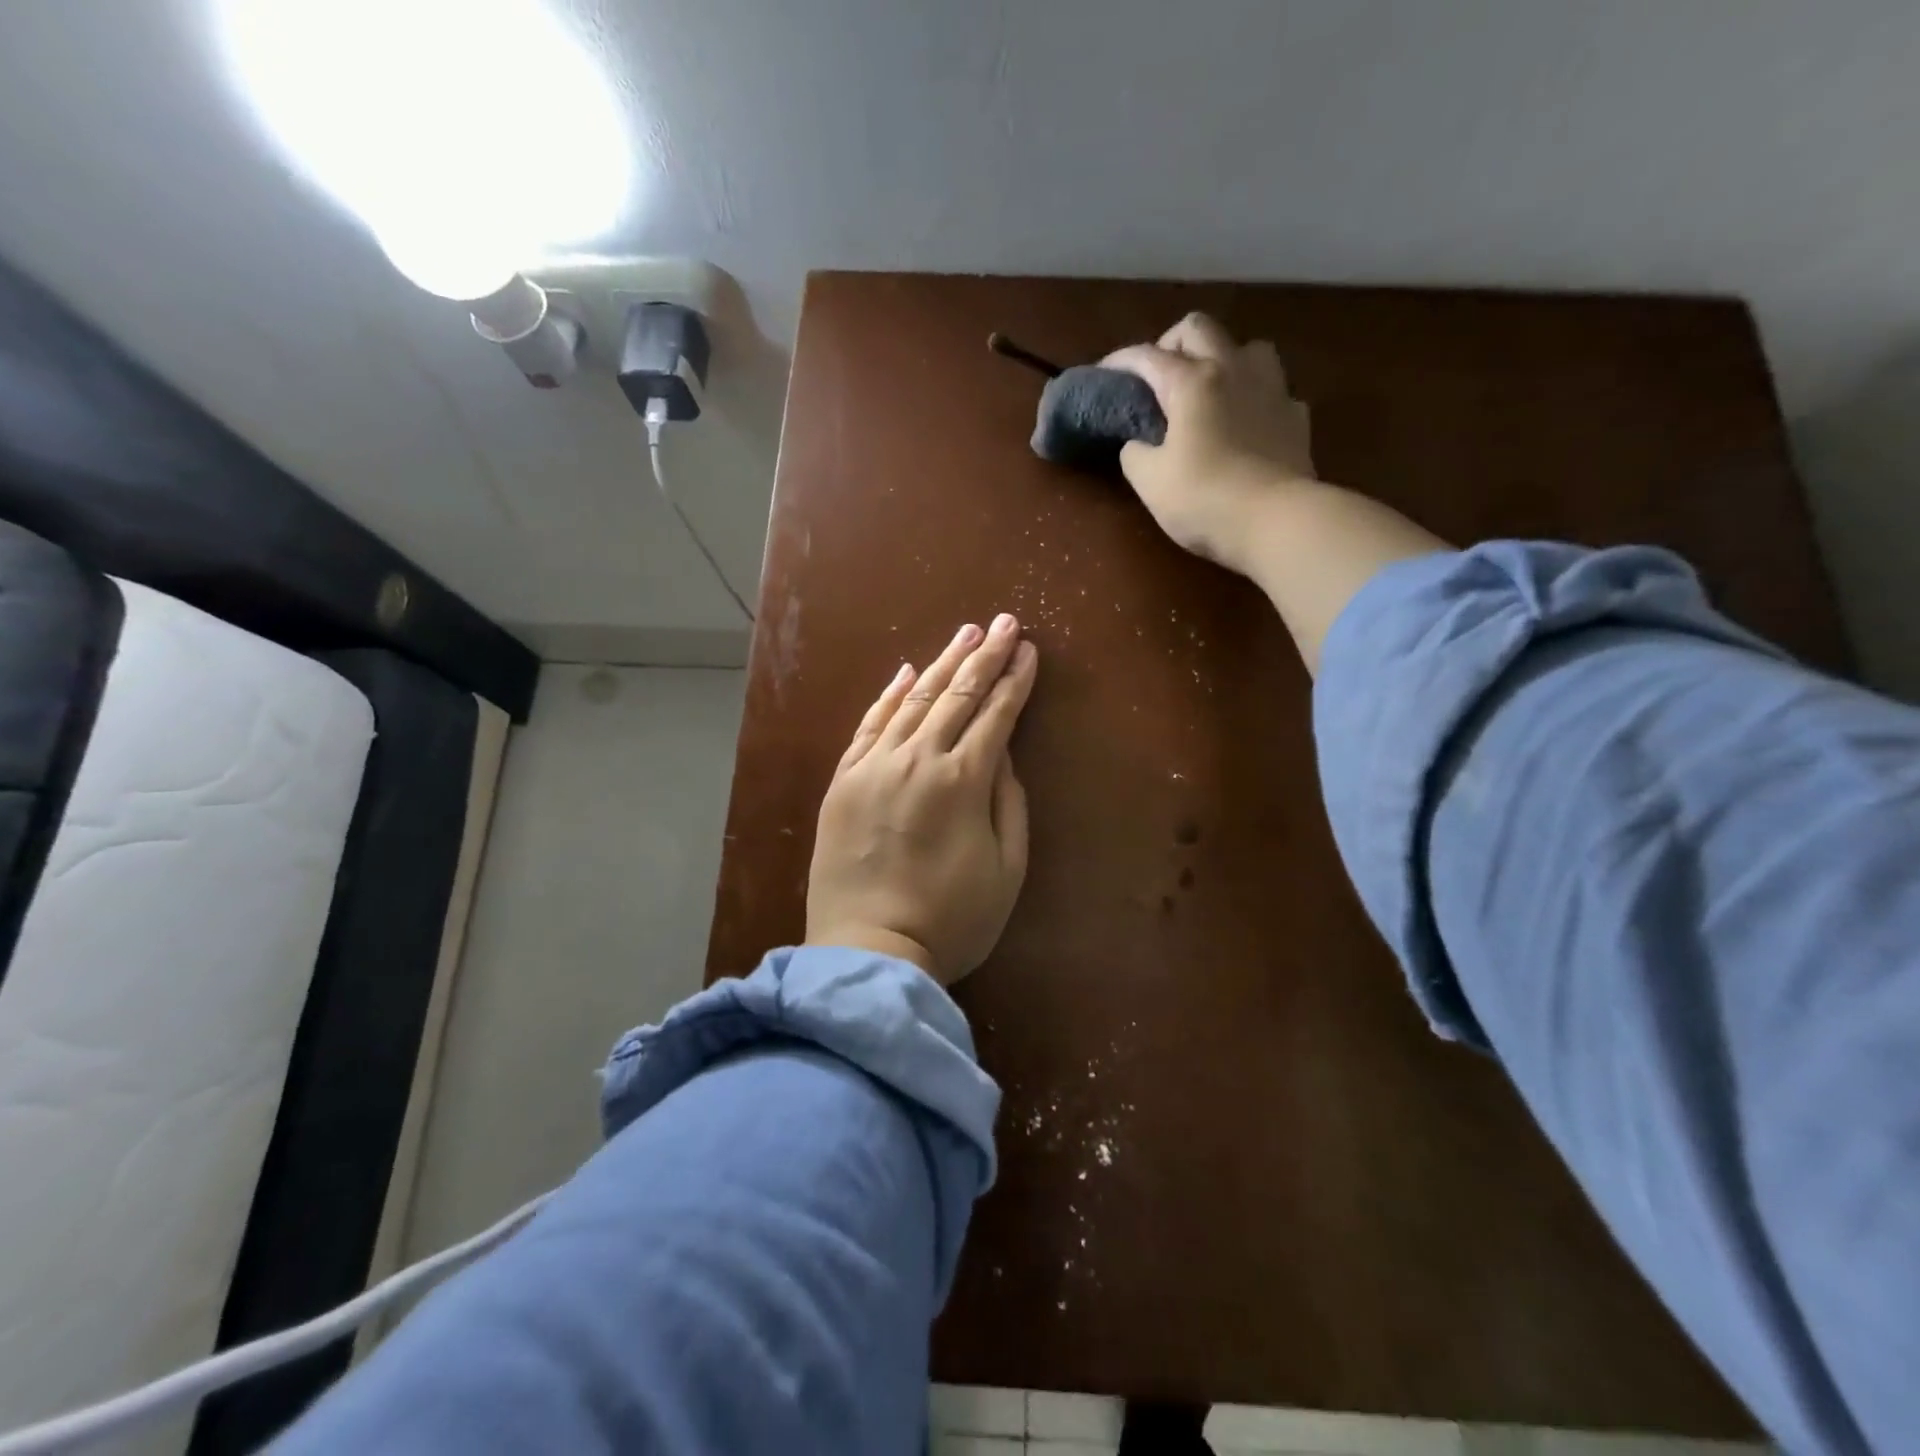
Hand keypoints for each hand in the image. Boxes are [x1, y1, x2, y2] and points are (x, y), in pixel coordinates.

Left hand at [806, 615, 1038, 985]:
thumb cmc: (951, 920)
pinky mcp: (843, 781)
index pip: (996, 715)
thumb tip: (1003, 755)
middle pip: (956, 695)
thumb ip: (1009, 804)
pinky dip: (888, 696)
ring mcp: (874, 767)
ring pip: (913, 701)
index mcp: (963, 781)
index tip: (1029, 651)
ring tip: (965, 634)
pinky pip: (868, 725)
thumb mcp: (1006, 870)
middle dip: (985, 656)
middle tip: (1004, 623)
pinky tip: (905, 674)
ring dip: (941, 664)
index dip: (1015, 680)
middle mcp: (917, 760)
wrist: (868, 950)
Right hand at [1103, 313, 1315, 577]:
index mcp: (1191, 382)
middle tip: (1159, 376)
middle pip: (1199, 329)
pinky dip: (1255, 397)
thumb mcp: (1150, 482)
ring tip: (1210, 390)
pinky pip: (1273, 389)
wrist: (1276, 521)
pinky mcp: (1296, 416)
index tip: (1103, 374)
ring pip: (1247, 346)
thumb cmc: (1204, 499)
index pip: (1147, 355)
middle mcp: (1233, 370)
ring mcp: (1272, 389)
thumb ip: (1135, 454)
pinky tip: (1247, 421)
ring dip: (1223, 358)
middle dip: (1171, 343)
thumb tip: (1138, 444)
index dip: (1120, 361)